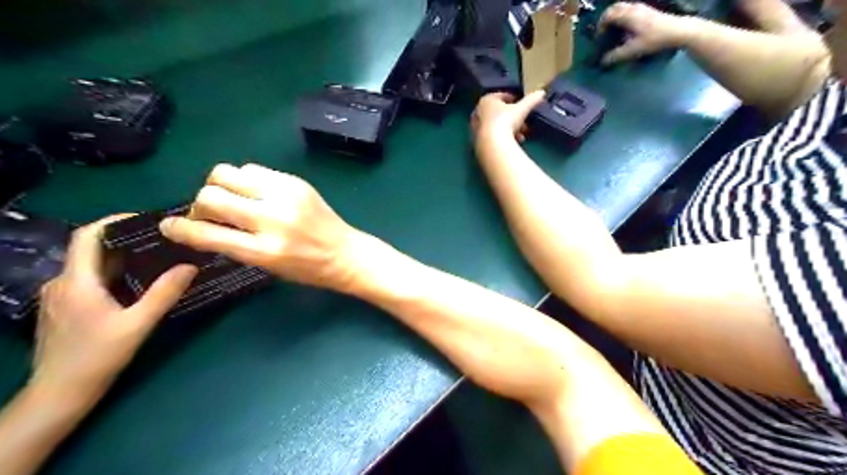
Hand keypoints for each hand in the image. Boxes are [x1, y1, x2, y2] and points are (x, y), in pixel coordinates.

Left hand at [32, 217, 195, 402]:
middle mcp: (62, 283)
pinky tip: (137, 283)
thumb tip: (191, 266)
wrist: (58, 395)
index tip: (146, 219)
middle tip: (162, 240)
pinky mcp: (63, 308)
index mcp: (76, 282)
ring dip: (121, 257)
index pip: (88, 236)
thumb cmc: (97, 357)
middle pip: (92, 249)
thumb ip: (164, 293)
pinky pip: (89, 279)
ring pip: (91, 265)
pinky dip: (114, 273)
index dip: (114, 221)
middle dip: (126, 240)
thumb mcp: (138, 324)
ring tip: (156, 258)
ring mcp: (59, 296)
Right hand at [162, 164, 360, 292]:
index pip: (208, 234)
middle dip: (201, 203)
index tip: (169, 226)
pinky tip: (255, 193)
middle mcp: (273, 219)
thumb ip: (235, 245)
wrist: (345, 253)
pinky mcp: (295, 182)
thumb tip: (200, 225)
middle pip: (212, 194)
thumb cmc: (307, 268)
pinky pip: (253, 169)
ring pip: (228, 172)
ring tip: (234, 200)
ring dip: (221, 186)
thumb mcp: (267, 266)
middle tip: (211, 213)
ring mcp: (285, 195)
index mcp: (264, 250)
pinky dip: (245, 180)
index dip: (181, 229)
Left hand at [474, 92, 544, 145]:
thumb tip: (541, 92)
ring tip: (522, 136)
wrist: (492, 144)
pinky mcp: (477, 141)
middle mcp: (478, 113)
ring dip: (510, 130)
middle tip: (524, 124)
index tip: (520, 103)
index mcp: (486, 100)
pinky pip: (493, 137)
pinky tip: (513, 143)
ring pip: (496, 126)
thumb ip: (531, 100)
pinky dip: (503, 138)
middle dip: (512, 118)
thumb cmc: (505, 121)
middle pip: (498, 113)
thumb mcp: (521, 109)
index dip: (511, 99)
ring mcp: (476, 128)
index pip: (500, 96)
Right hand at [599, 1, 691, 65]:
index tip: (599, 39)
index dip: (600, 27)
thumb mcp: (633, 50)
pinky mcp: (647, 10)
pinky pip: (629, 10)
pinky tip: (625, 30)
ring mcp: (641, 7)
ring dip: (614, 17)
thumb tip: (602, 62)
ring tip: (613, 32)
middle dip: (605, 19)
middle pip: (614, 8)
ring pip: (622, 7)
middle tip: (603, 32)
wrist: (678, 30)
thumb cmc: (655, 39)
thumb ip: (616, 56)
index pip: (607, 15)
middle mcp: (633, 8)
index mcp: (628, 15)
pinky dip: (622, 17)